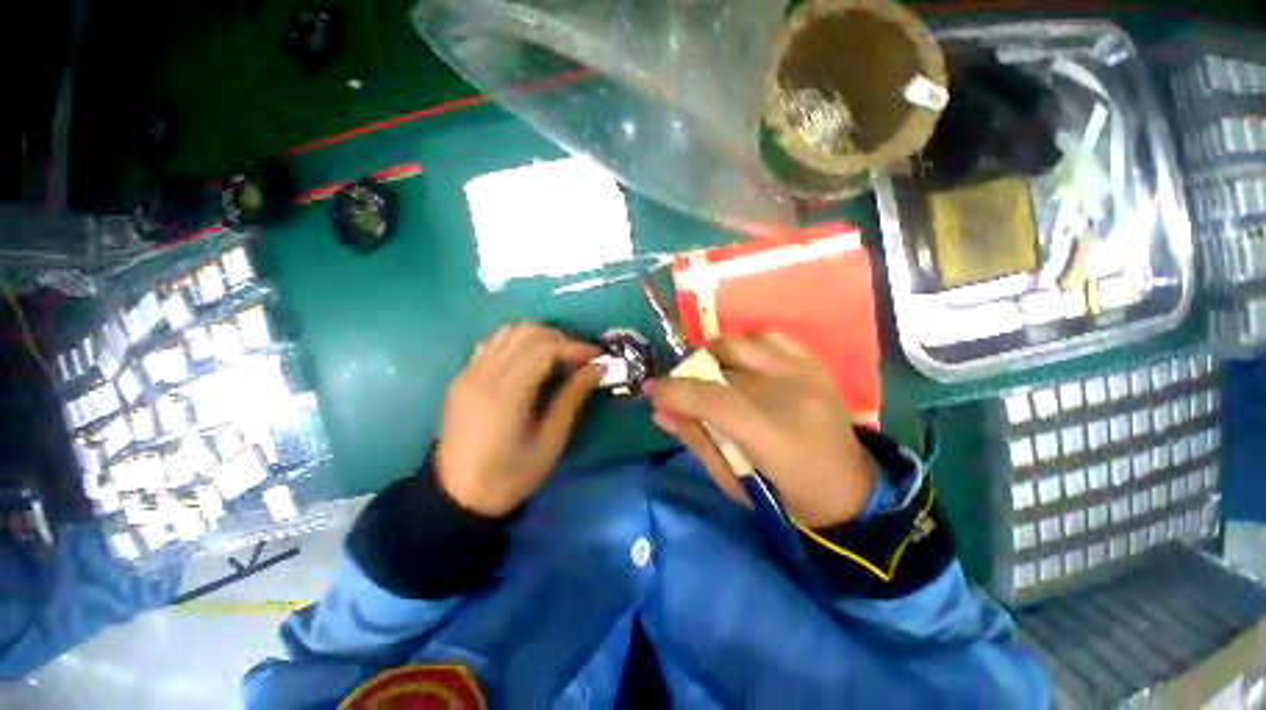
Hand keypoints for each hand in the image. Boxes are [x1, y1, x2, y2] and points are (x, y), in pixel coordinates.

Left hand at [436, 323, 600, 516]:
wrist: (457, 496)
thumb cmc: (510, 476)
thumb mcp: (550, 442)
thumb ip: (572, 398)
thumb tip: (597, 367)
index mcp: (503, 396)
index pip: (543, 350)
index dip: (574, 347)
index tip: (598, 357)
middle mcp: (482, 375)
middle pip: (526, 333)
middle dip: (560, 339)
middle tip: (581, 358)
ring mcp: (468, 373)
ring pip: (508, 332)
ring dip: (540, 337)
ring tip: (560, 357)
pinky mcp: (463, 376)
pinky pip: (494, 343)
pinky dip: (519, 342)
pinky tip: (532, 360)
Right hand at [644, 332, 874, 527]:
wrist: (852, 491)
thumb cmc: (789, 498)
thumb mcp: (735, 483)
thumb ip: (696, 441)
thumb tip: (660, 412)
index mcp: (774, 435)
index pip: (713, 399)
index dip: (675, 390)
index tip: (651, 390)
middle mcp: (792, 393)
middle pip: (726, 361)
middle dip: (690, 370)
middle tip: (680, 387)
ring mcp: (807, 373)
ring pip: (744, 342)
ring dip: (715, 354)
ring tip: (707, 373)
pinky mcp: (814, 365)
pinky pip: (770, 337)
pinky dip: (745, 345)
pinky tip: (739, 363)